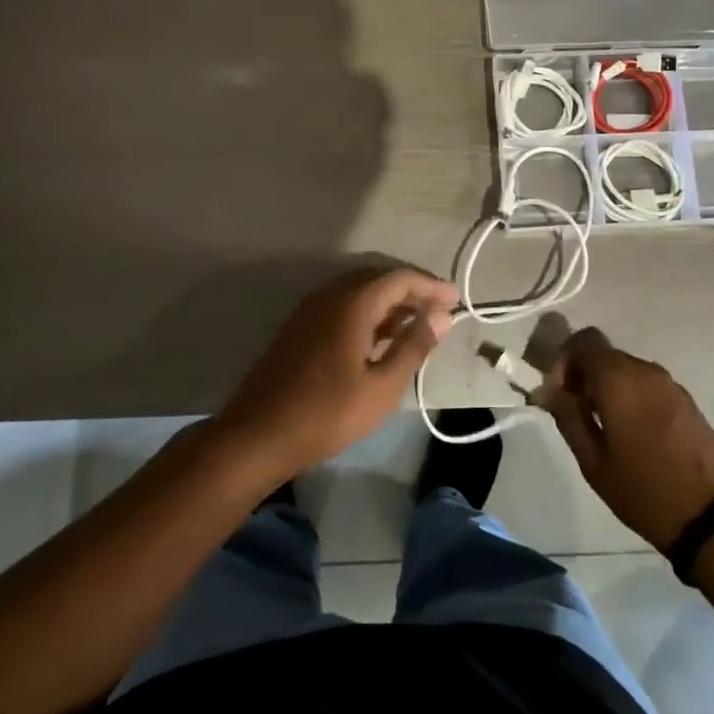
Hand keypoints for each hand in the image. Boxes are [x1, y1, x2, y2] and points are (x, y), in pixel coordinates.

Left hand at [216, 266, 458, 478]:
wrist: (257, 435)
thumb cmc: (327, 414)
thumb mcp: (382, 387)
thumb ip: (414, 346)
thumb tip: (442, 316)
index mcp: (352, 303)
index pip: (400, 278)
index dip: (431, 285)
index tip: (457, 300)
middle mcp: (330, 295)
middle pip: (379, 279)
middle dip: (412, 291)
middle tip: (440, 311)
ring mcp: (311, 310)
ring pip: (359, 291)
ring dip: (390, 302)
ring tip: (417, 324)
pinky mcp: (300, 327)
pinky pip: (343, 305)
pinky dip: (369, 312)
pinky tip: (381, 337)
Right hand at [536, 328, 713, 550]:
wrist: (713, 518)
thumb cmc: (644, 490)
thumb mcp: (593, 461)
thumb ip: (568, 417)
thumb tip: (547, 390)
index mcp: (618, 378)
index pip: (583, 341)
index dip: (562, 361)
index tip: (556, 395)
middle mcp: (645, 370)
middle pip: (604, 355)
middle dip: (583, 376)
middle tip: (573, 412)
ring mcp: (670, 384)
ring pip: (626, 370)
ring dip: (607, 387)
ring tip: (601, 427)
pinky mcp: (686, 401)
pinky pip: (647, 385)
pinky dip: (630, 396)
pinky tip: (631, 433)